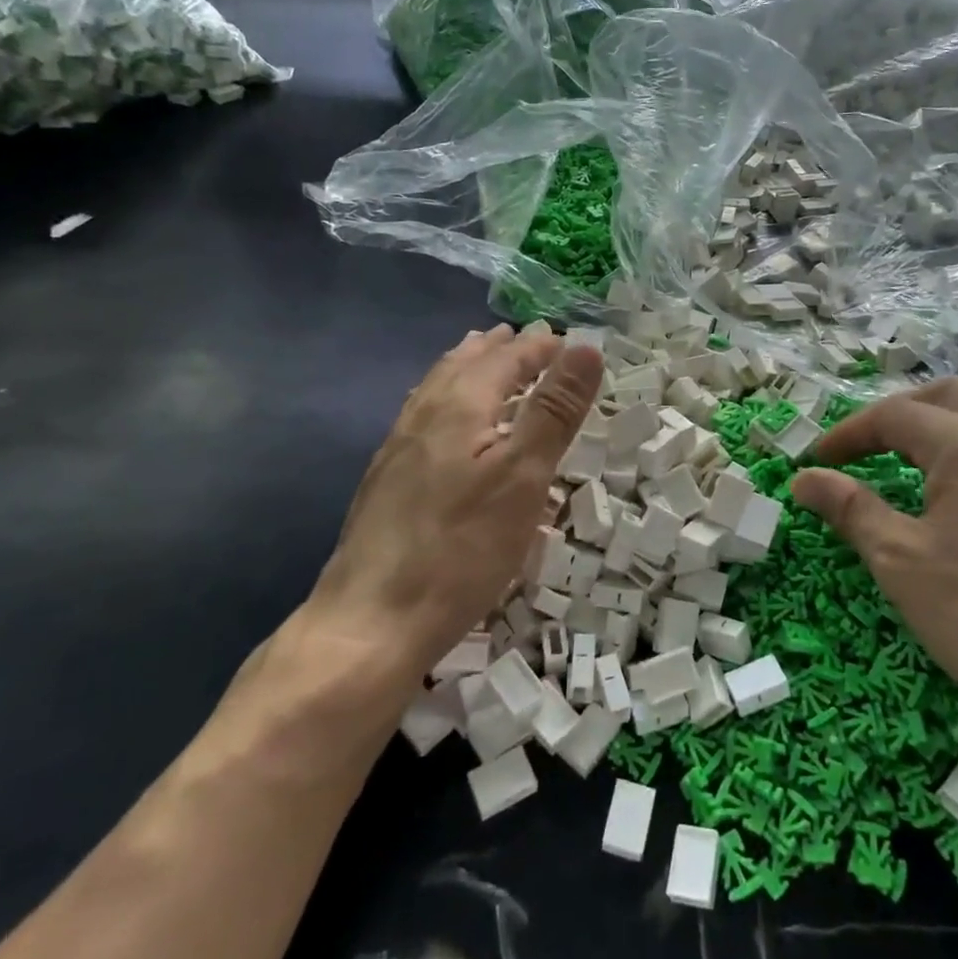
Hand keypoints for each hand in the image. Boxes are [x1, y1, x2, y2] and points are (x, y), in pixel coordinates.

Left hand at [308, 323, 602, 684]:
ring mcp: (398, 447)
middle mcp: (424, 414)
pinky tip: (443, 420)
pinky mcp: (386, 479)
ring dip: (467, 366)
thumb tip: (584, 347)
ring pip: (437, 387)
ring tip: (482, 355)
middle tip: (525, 337)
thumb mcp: (523, 476)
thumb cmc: (462, 547)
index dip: (539, 347)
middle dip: (499, 348)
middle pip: (465, 364)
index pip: (507, 358)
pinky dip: (445, 397)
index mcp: (460, 404)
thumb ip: (553, 409)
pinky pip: (422, 414)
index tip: (566, 340)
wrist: (373, 621)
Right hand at [791, 380, 957, 757]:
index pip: (894, 415)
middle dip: (901, 411)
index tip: (818, 462)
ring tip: (928, 454)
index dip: (849, 433)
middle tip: (869, 445)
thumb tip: (803, 479)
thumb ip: (850, 509)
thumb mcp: (899, 561)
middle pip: (951, 395)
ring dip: (954, 420)